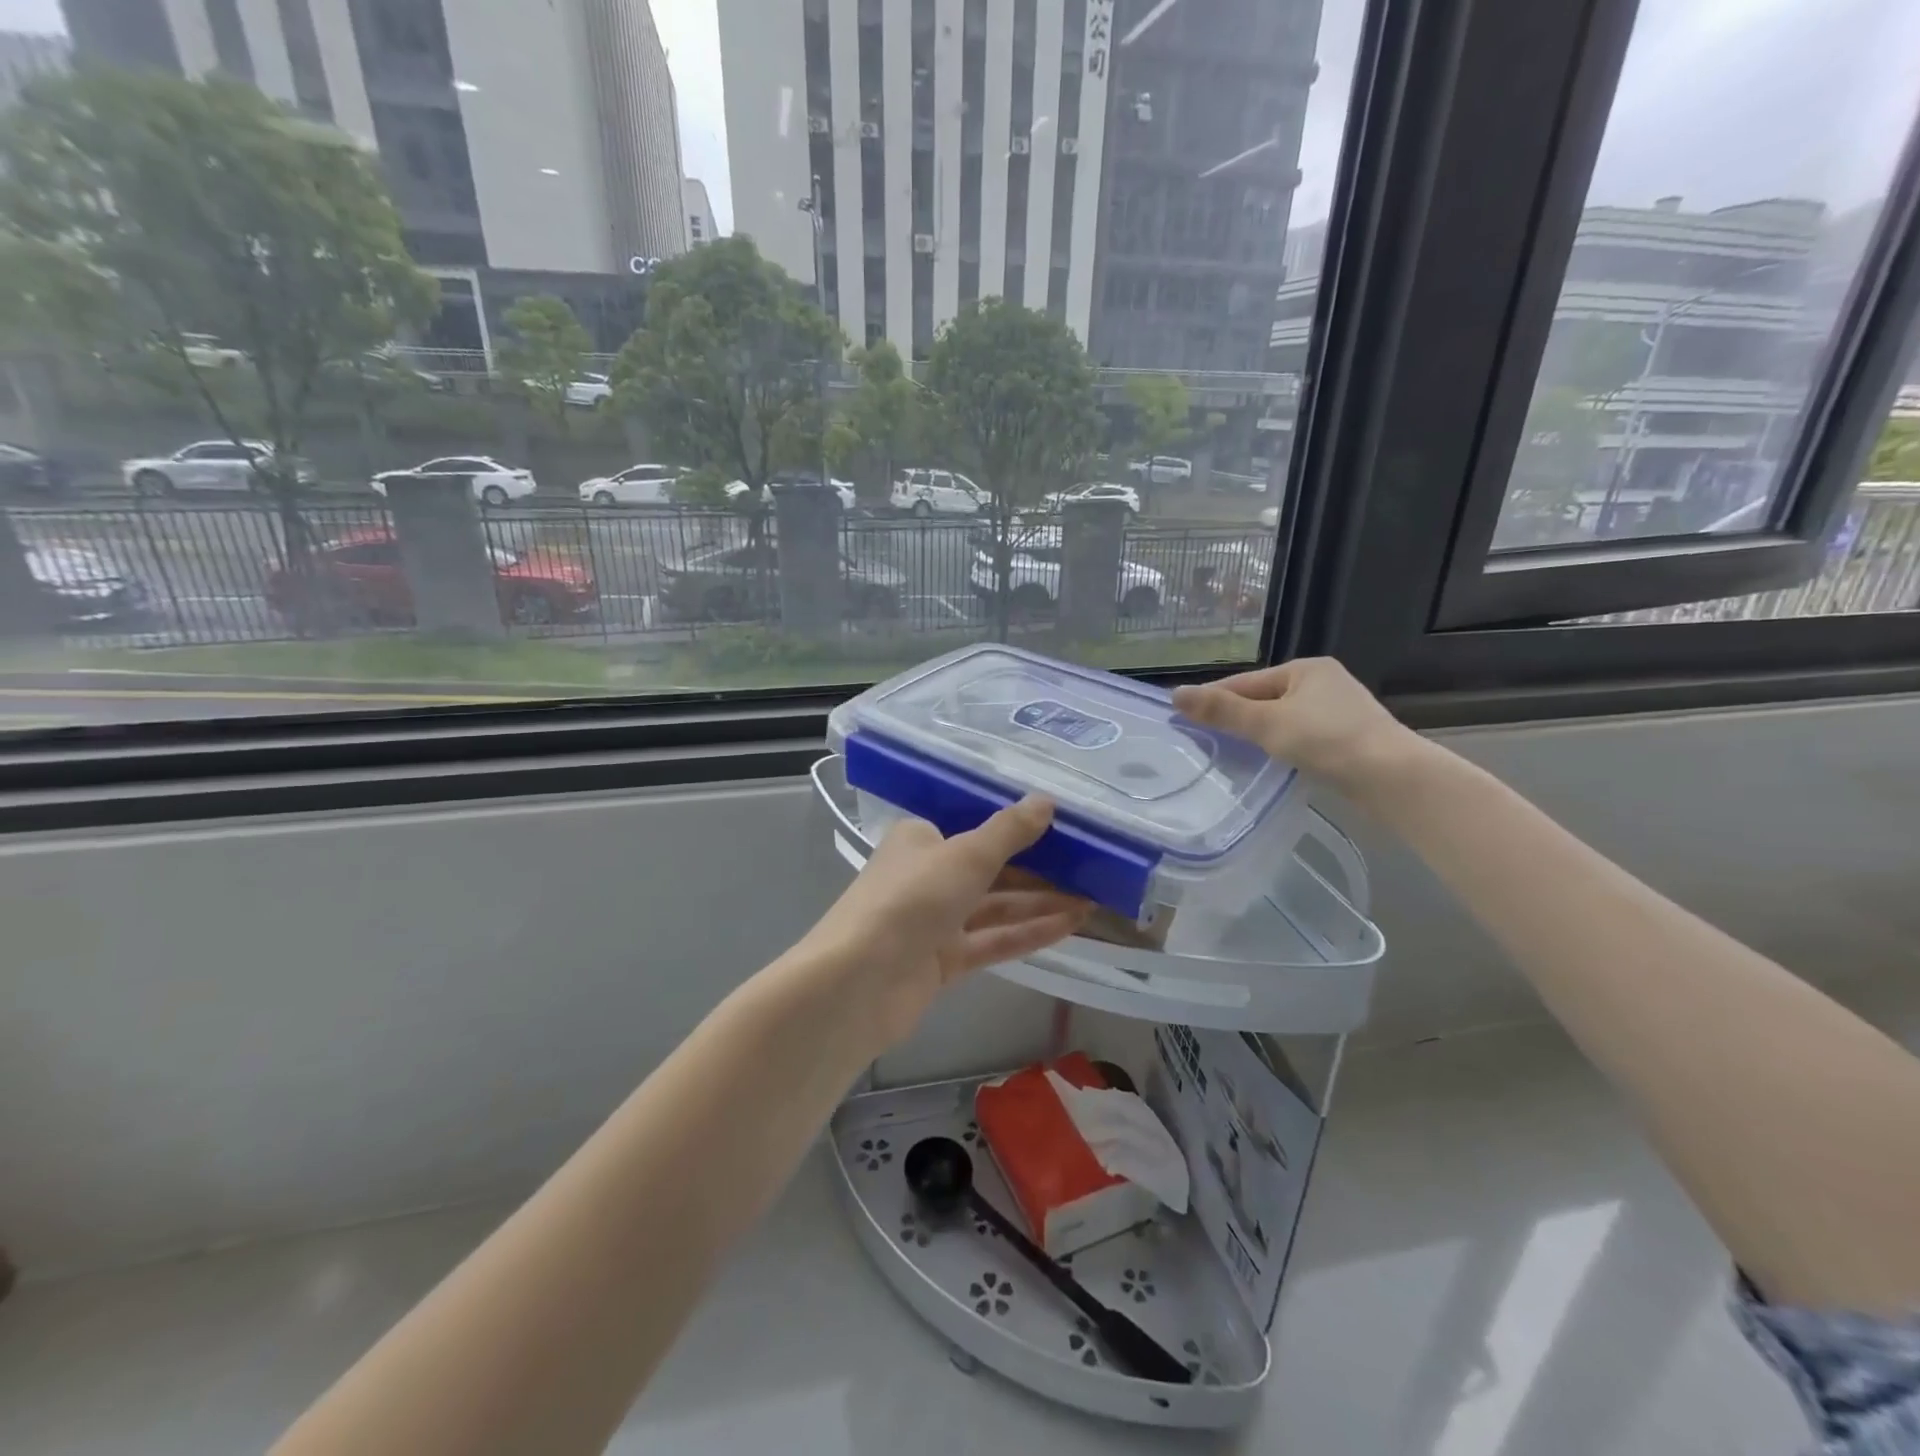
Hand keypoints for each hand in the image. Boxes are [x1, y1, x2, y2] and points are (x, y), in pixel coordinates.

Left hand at [794, 797, 1091, 1050]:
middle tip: (1090, 867)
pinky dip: (1028, 933)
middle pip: (990, 869)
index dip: (1017, 828)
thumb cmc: (911, 899)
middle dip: (1038, 871)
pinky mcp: (942, 961)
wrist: (859, 983)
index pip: (974, 828)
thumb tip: (1047, 801)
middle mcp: (926, 876)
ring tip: (1092, 899)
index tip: (1062, 828)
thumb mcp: (966, 855)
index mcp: (920, 840)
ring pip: (995, 907)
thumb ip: (1009, 831)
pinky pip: (992, 940)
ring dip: (1041, 904)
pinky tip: (1071, 926)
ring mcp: (934, 922)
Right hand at [1172, 657, 1425, 802]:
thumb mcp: (1267, 724)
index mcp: (1305, 668)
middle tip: (1203, 740)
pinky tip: (1270, 762)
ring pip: (1282, 719)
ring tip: (1230, 753)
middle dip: (1236, 717)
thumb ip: (1222, 711)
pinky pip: (1301, 736)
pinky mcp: (1348, 738)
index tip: (1183, 718)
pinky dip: (1281, 746)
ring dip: (1258, 733)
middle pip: (1264, 699)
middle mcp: (1323, 682)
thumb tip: (1175, 694)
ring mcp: (1339, 710)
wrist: (1393, 778)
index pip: (1245, 682)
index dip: (1214, 699)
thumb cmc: (1328, 741)